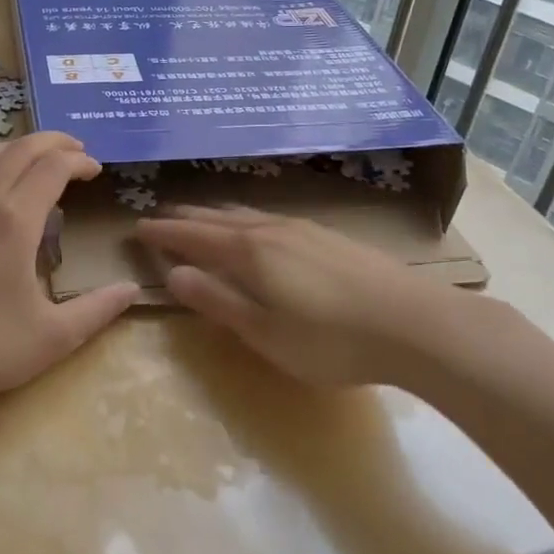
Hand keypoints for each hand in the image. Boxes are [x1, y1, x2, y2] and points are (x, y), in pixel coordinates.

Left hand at [0, 132, 139, 420]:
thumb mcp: (54, 337)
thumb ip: (99, 309)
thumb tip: (133, 289)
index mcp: (13, 220)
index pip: (53, 167)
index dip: (79, 162)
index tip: (97, 170)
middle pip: (19, 150)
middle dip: (53, 143)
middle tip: (76, 151)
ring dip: (18, 150)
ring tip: (39, 160)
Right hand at [135, 205, 505, 390]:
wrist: (415, 323)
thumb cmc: (331, 339)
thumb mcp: (264, 333)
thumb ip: (217, 301)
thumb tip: (173, 273)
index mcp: (249, 252)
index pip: (194, 236)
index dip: (164, 233)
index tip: (138, 228)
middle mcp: (271, 230)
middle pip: (218, 217)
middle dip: (187, 217)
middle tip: (162, 217)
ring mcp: (304, 229)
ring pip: (247, 214)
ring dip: (217, 214)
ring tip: (203, 216)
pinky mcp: (330, 236)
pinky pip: (271, 218)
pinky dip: (247, 219)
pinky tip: (260, 228)